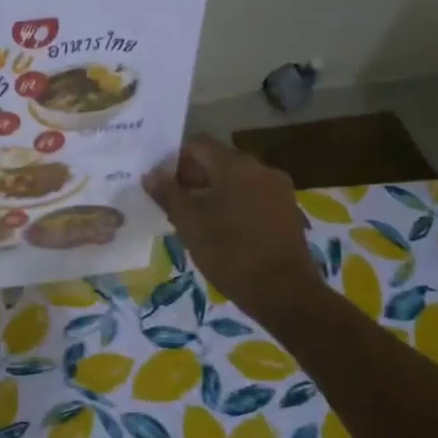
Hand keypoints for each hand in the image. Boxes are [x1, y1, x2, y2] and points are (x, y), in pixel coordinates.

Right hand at [143, 137, 322, 319]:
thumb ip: (168, 195)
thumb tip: (151, 174)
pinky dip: (233, 201)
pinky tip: (220, 227)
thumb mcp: (190, 225)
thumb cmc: (230, 254)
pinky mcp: (287, 209)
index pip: (198, 145)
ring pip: (236, 178)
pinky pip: (252, 193)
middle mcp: (260, 168)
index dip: (175, 160)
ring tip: (194, 217)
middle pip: (218, 160)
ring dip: (212, 190)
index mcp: (235, 166)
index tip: (161, 183)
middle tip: (172, 202)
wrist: (284, 293)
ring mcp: (278, 188)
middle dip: (193, 176)